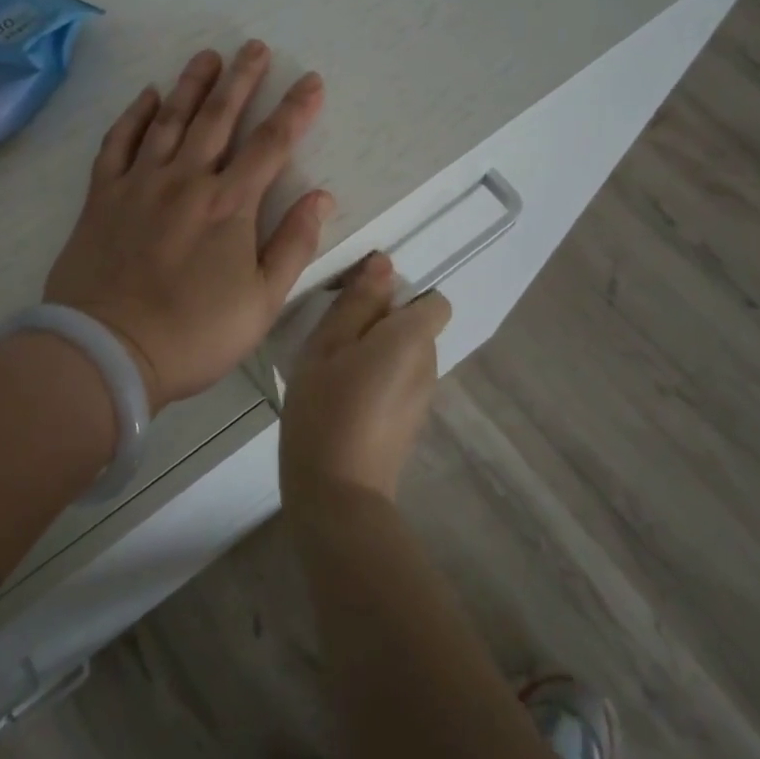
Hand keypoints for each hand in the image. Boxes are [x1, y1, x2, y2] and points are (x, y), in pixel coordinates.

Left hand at [45, 41, 332, 408]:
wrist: (108, 350)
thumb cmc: (194, 334)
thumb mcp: (262, 303)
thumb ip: (293, 245)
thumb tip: (321, 196)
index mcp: (229, 205)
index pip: (271, 143)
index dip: (295, 109)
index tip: (310, 80)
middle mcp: (186, 180)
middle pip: (219, 117)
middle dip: (241, 78)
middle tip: (254, 46)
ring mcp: (139, 183)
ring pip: (169, 119)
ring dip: (191, 85)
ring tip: (207, 56)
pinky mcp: (102, 196)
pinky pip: (118, 143)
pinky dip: (133, 115)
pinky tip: (147, 95)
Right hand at [279, 253, 451, 502]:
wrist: (338, 495)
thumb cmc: (326, 410)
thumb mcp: (327, 346)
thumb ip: (357, 303)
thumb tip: (384, 264)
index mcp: (412, 340)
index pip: (433, 300)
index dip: (401, 295)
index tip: (362, 306)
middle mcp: (429, 364)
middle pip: (416, 326)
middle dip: (382, 322)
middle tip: (335, 338)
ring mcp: (423, 397)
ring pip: (405, 354)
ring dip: (376, 351)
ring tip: (334, 370)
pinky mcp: (411, 421)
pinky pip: (400, 380)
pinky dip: (378, 378)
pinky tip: (344, 398)